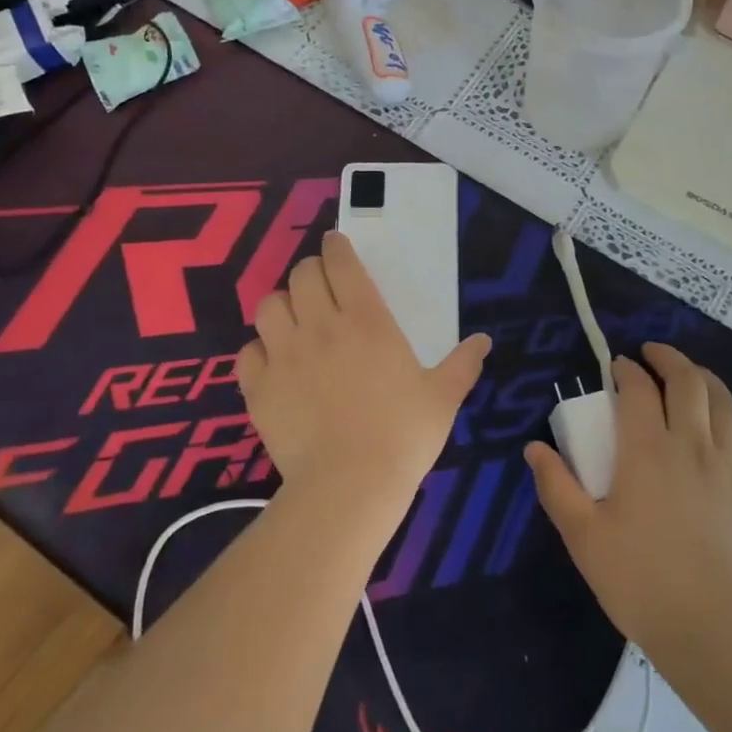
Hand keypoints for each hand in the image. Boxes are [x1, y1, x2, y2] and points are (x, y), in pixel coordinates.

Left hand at [239, 231, 490, 516]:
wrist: (350, 487)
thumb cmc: (403, 436)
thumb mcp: (443, 397)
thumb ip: (463, 364)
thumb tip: (483, 341)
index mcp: (366, 320)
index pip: (341, 263)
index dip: (336, 247)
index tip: (336, 245)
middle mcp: (320, 327)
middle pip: (301, 274)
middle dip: (311, 271)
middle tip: (322, 285)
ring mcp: (284, 355)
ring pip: (269, 306)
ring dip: (283, 305)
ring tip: (295, 319)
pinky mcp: (258, 388)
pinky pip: (248, 352)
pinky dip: (259, 351)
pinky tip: (273, 363)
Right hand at [526, 344, 731, 652]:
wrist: (715, 631)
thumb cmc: (640, 581)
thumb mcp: (583, 536)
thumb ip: (556, 486)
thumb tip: (534, 447)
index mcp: (648, 450)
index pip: (638, 389)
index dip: (626, 370)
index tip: (616, 366)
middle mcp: (693, 445)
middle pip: (688, 381)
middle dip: (669, 358)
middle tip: (652, 354)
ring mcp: (731, 467)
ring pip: (724, 403)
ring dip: (705, 379)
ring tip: (690, 377)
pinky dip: (730, 421)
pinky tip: (722, 430)